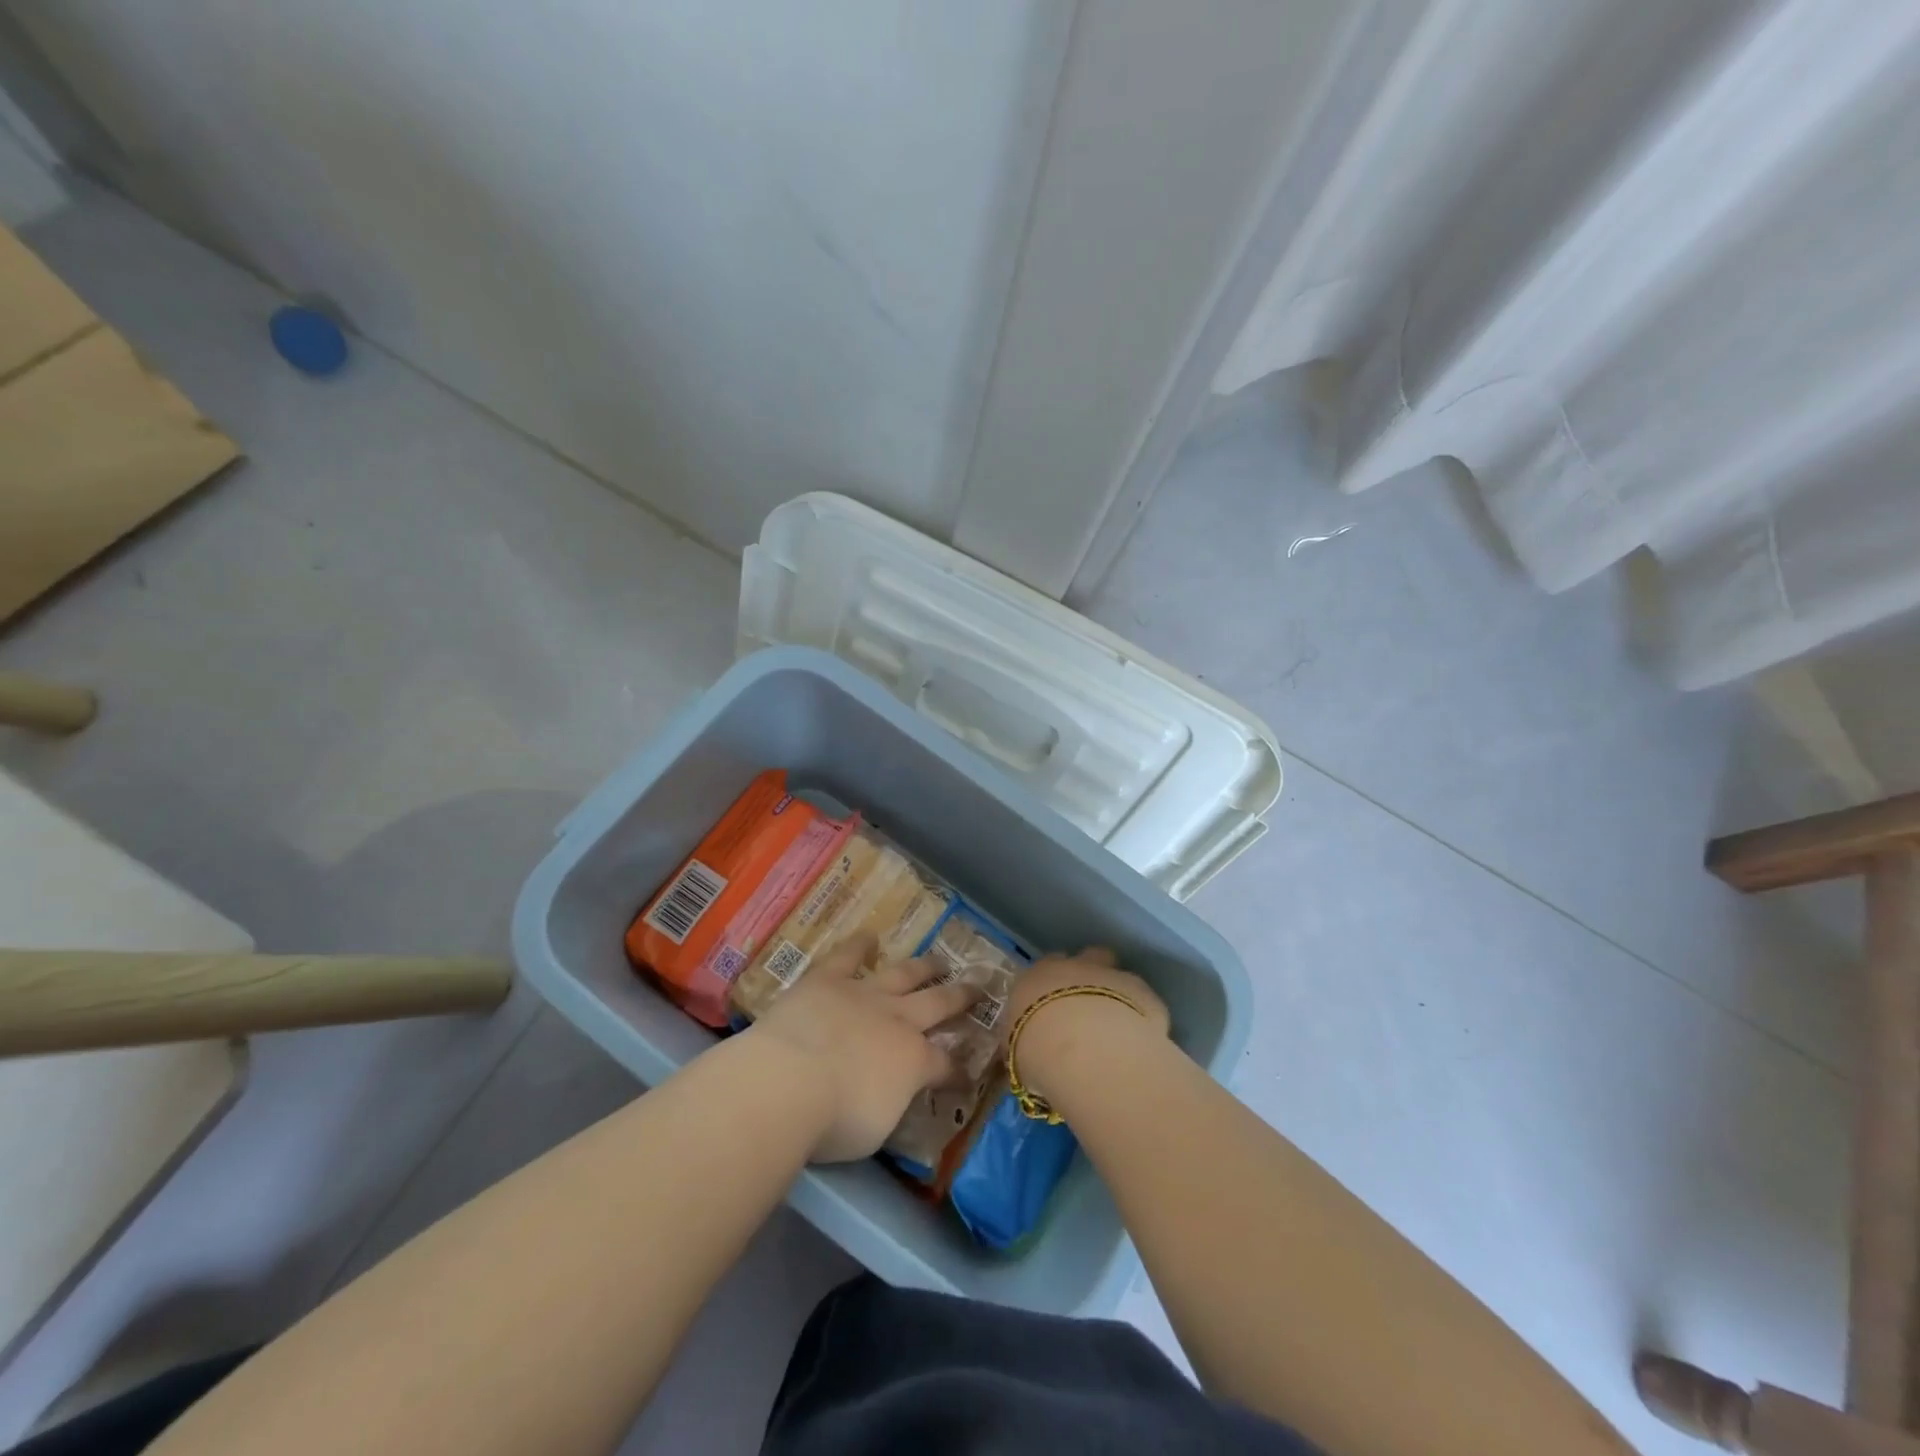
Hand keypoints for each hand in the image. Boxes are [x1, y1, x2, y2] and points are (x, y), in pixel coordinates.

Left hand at [748, 931, 979, 1161]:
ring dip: (923, 966)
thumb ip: (893, 1103)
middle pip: (937, 1003)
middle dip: (961, 997)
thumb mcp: (878, 1128)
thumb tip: (897, 1094)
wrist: (789, 1080)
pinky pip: (847, 957)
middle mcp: (897, 1019)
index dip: (960, 1072)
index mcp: (914, 1060)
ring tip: (939, 959)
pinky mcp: (827, 980)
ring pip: (903, 974)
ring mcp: (863, 994)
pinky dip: (859, 945)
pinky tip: (869, 935)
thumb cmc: (835, 1119)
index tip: (969, 1077)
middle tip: (980, 986)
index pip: (946, 1065)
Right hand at [1002, 947, 1169, 1102]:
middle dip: (1091, 975)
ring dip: (1118, 993)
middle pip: (1088, 957)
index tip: (1055, 1008)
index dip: (1053, 985)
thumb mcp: (1019, 1050)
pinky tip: (1140, 1041)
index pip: (1045, 968)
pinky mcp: (1145, 995)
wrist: (1085, 1049)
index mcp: (1039, 975)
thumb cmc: (1038, 1049)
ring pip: (1118, 973)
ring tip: (1117, 1028)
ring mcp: (1114, 976)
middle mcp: (1076, 967)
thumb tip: (1034, 1051)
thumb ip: (1027, 1041)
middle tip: (1089, 1008)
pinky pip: (1144, 1002)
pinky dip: (1143, 1016)